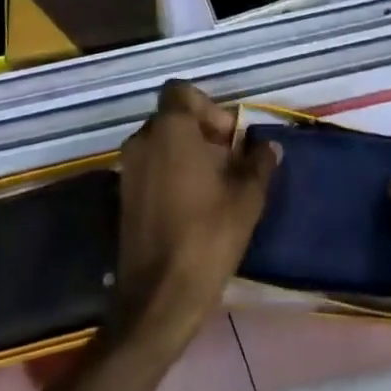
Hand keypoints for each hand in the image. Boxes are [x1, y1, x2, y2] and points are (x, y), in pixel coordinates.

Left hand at [111, 81, 279, 355]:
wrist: (158, 299)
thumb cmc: (206, 236)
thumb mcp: (247, 198)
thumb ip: (258, 163)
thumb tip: (267, 146)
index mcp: (170, 129)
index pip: (181, 91)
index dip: (208, 106)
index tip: (227, 138)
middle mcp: (143, 139)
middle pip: (173, 117)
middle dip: (201, 132)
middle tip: (228, 163)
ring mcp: (128, 168)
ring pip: (162, 143)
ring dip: (187, 154)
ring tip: (214, 187)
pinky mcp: (123, 196)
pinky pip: (151, 167)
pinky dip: (171, 174)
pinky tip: (193, 206)